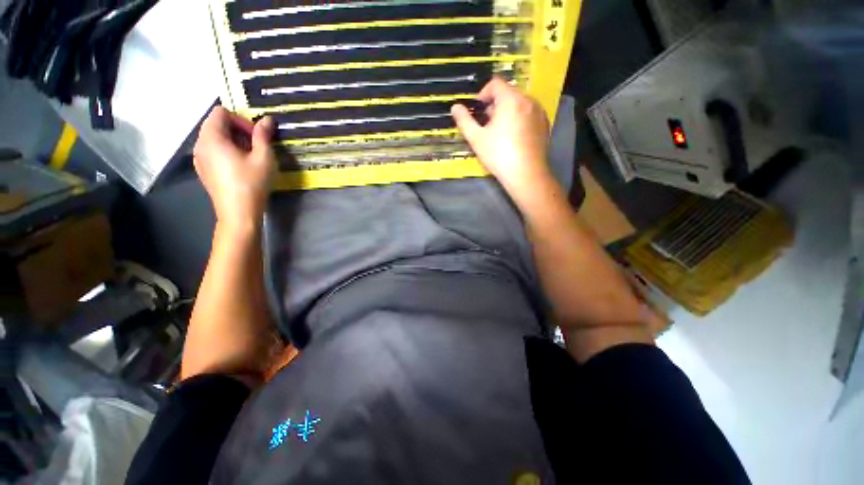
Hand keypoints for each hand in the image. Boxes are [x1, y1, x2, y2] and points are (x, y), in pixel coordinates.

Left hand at [193, 107, 275, 230]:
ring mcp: (199, 158)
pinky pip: (213, 151)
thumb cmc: (252, 183)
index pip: (221, 113)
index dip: (241, 120)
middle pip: (216, 124)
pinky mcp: (203, 170)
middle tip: (256, 147)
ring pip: (215, 138)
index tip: (256, 137)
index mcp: (212, 137)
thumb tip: (267, 119)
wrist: (238, 212)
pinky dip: (227, 152)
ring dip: (233, 141)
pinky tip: (240, 168)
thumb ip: (263, 135)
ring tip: (250, 158)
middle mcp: (200, 144)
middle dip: (238, 130)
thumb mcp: (263, 157)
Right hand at [451, 78, 553, 202]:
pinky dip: (519, 119)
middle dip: (495, 104)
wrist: (526, 174)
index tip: (477, 110)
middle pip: (508, 93)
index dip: (483, 94)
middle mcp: (528, 100)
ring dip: (507, 111)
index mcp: (511, 99)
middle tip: (487, 124)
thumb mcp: (476, 138)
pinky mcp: (545, 124)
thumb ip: (464, 120)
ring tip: (500, 132)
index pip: (495, 83)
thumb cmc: (499, 155)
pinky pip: (529, 114)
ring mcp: (539, 112)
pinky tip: (514, 138)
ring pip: (519, 103)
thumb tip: (455, 107)